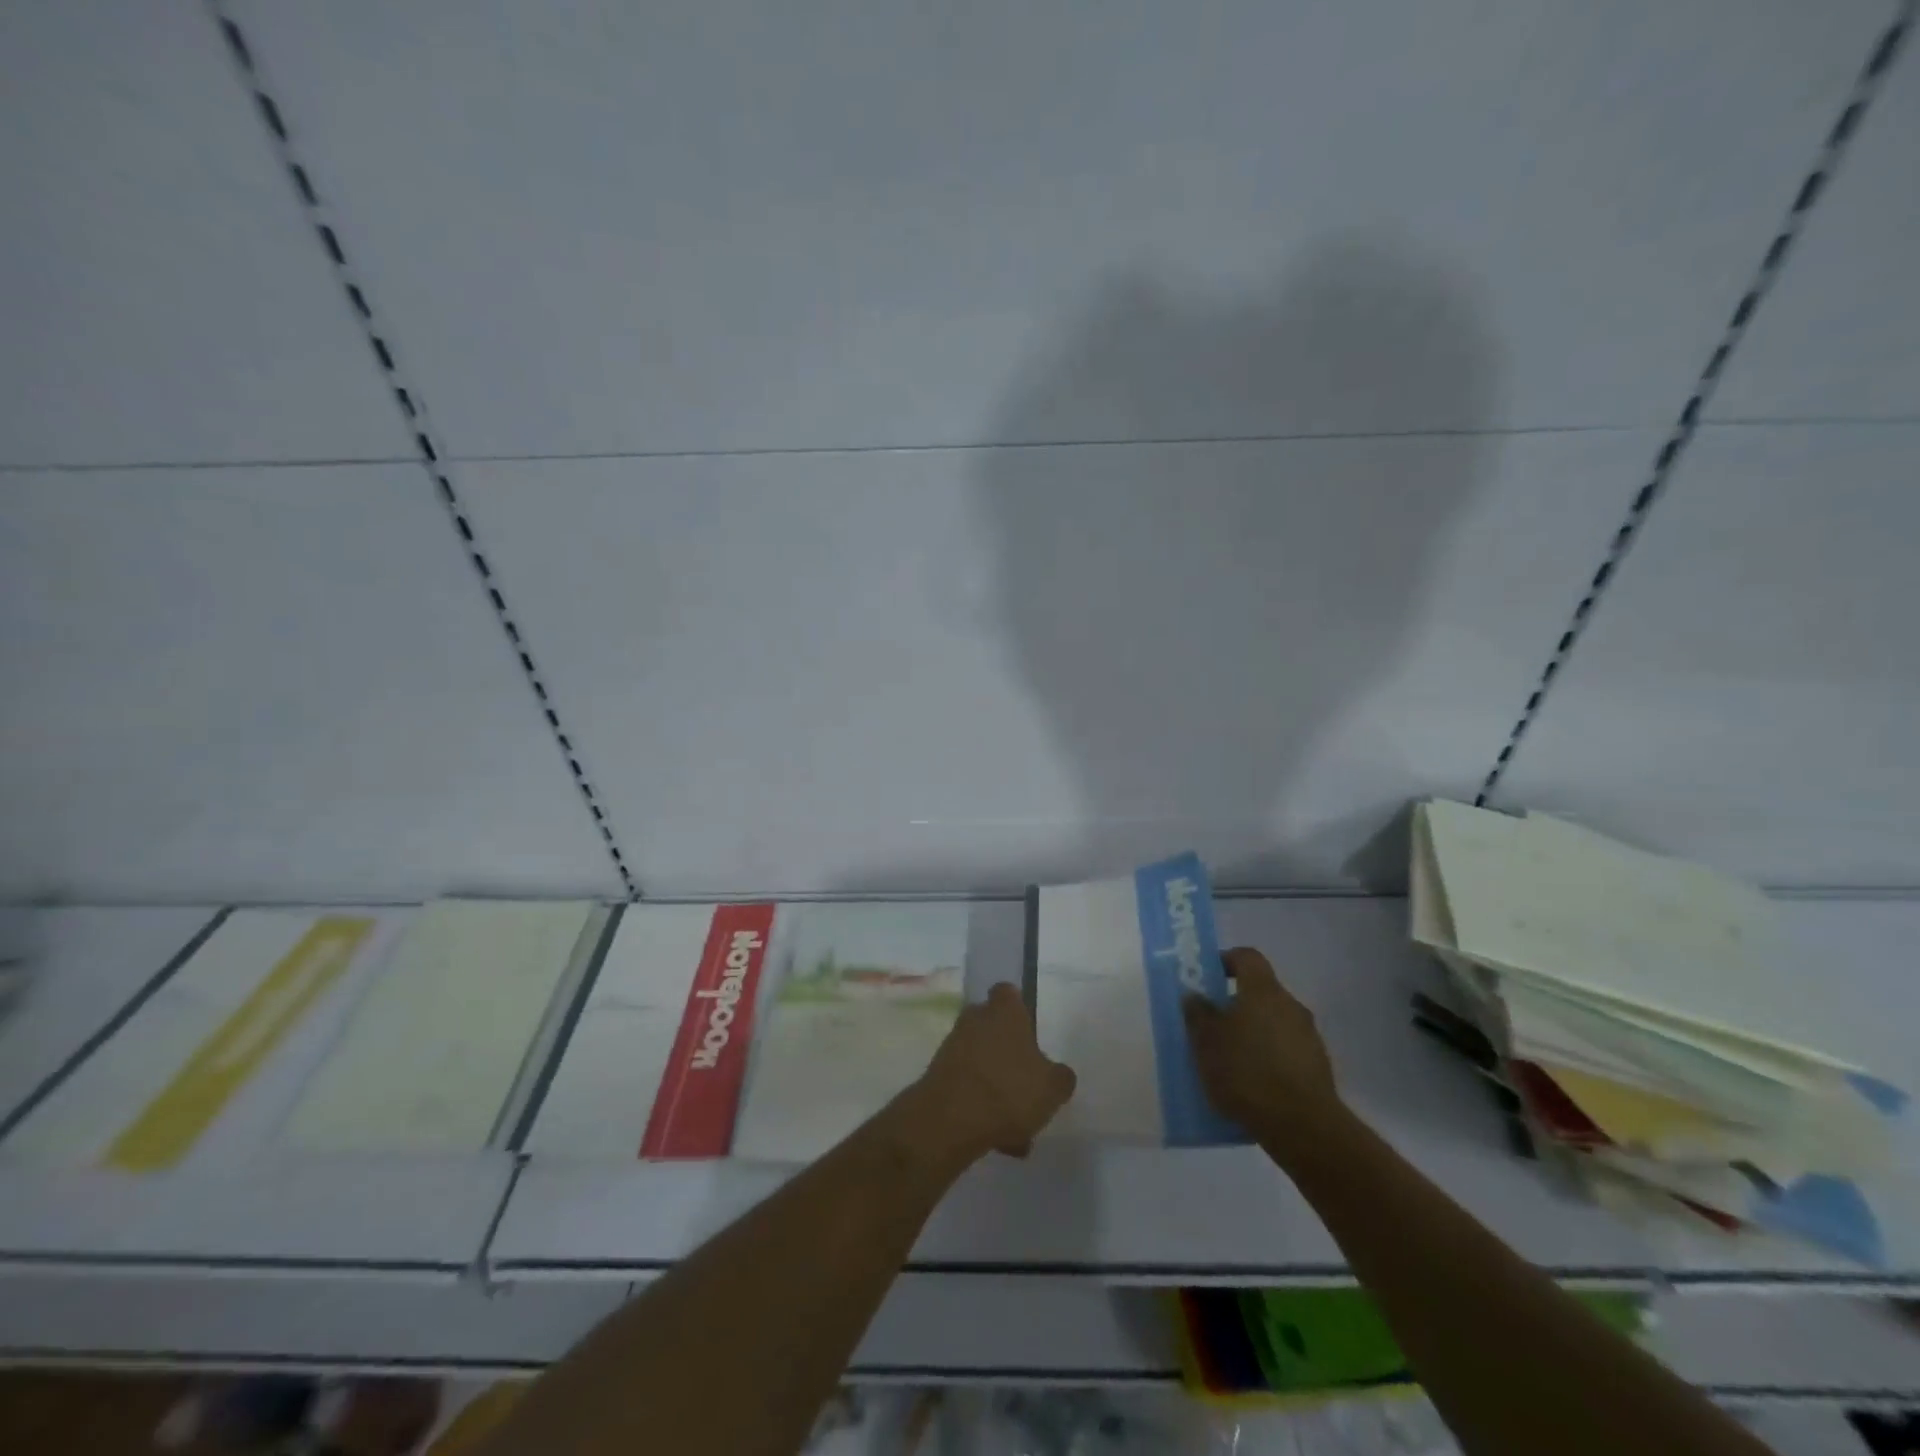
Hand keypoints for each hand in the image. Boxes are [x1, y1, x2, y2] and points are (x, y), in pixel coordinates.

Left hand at [896, 982, 1076, 1165]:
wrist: (949, 1121)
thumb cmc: (1008, 1090)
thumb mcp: (1052, 1087)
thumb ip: (1061, 1077)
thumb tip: (1059, 1074)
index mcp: (1004, 1011)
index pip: (1008, 993)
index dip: (1019, 1008)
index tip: (1030, 1031)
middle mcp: (975, 1020)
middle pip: (994, 1029)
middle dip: (1009, 1054)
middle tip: (1028, 1086)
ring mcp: (953, 1047)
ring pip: (983, 1063)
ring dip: (998, 1088)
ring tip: (1018, 1130)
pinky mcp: (938, 1076)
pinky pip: (968, 1088)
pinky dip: (981, 1108)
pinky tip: (999, 1141)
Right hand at [1184, 947, 1343, 1153]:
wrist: (1302, 1126)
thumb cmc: (1246, 1072)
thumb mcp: (1206, 1042)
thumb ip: (1198, 1014)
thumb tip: (1194, 995)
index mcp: (1263, 991)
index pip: (1247, 957)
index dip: (1226, 960)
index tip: (1208, 977)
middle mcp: (1290, 1005)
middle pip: (1260, 991)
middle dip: (1235, 1003)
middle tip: (1212, 1024)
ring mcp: (1309, 1036)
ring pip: (1273, 1022)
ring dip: (1253, 1032)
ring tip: (1230, 1060)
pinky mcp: (1318, 1067)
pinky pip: (1286, 1049)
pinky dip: (1269, 1056)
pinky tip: (1253, 1083)